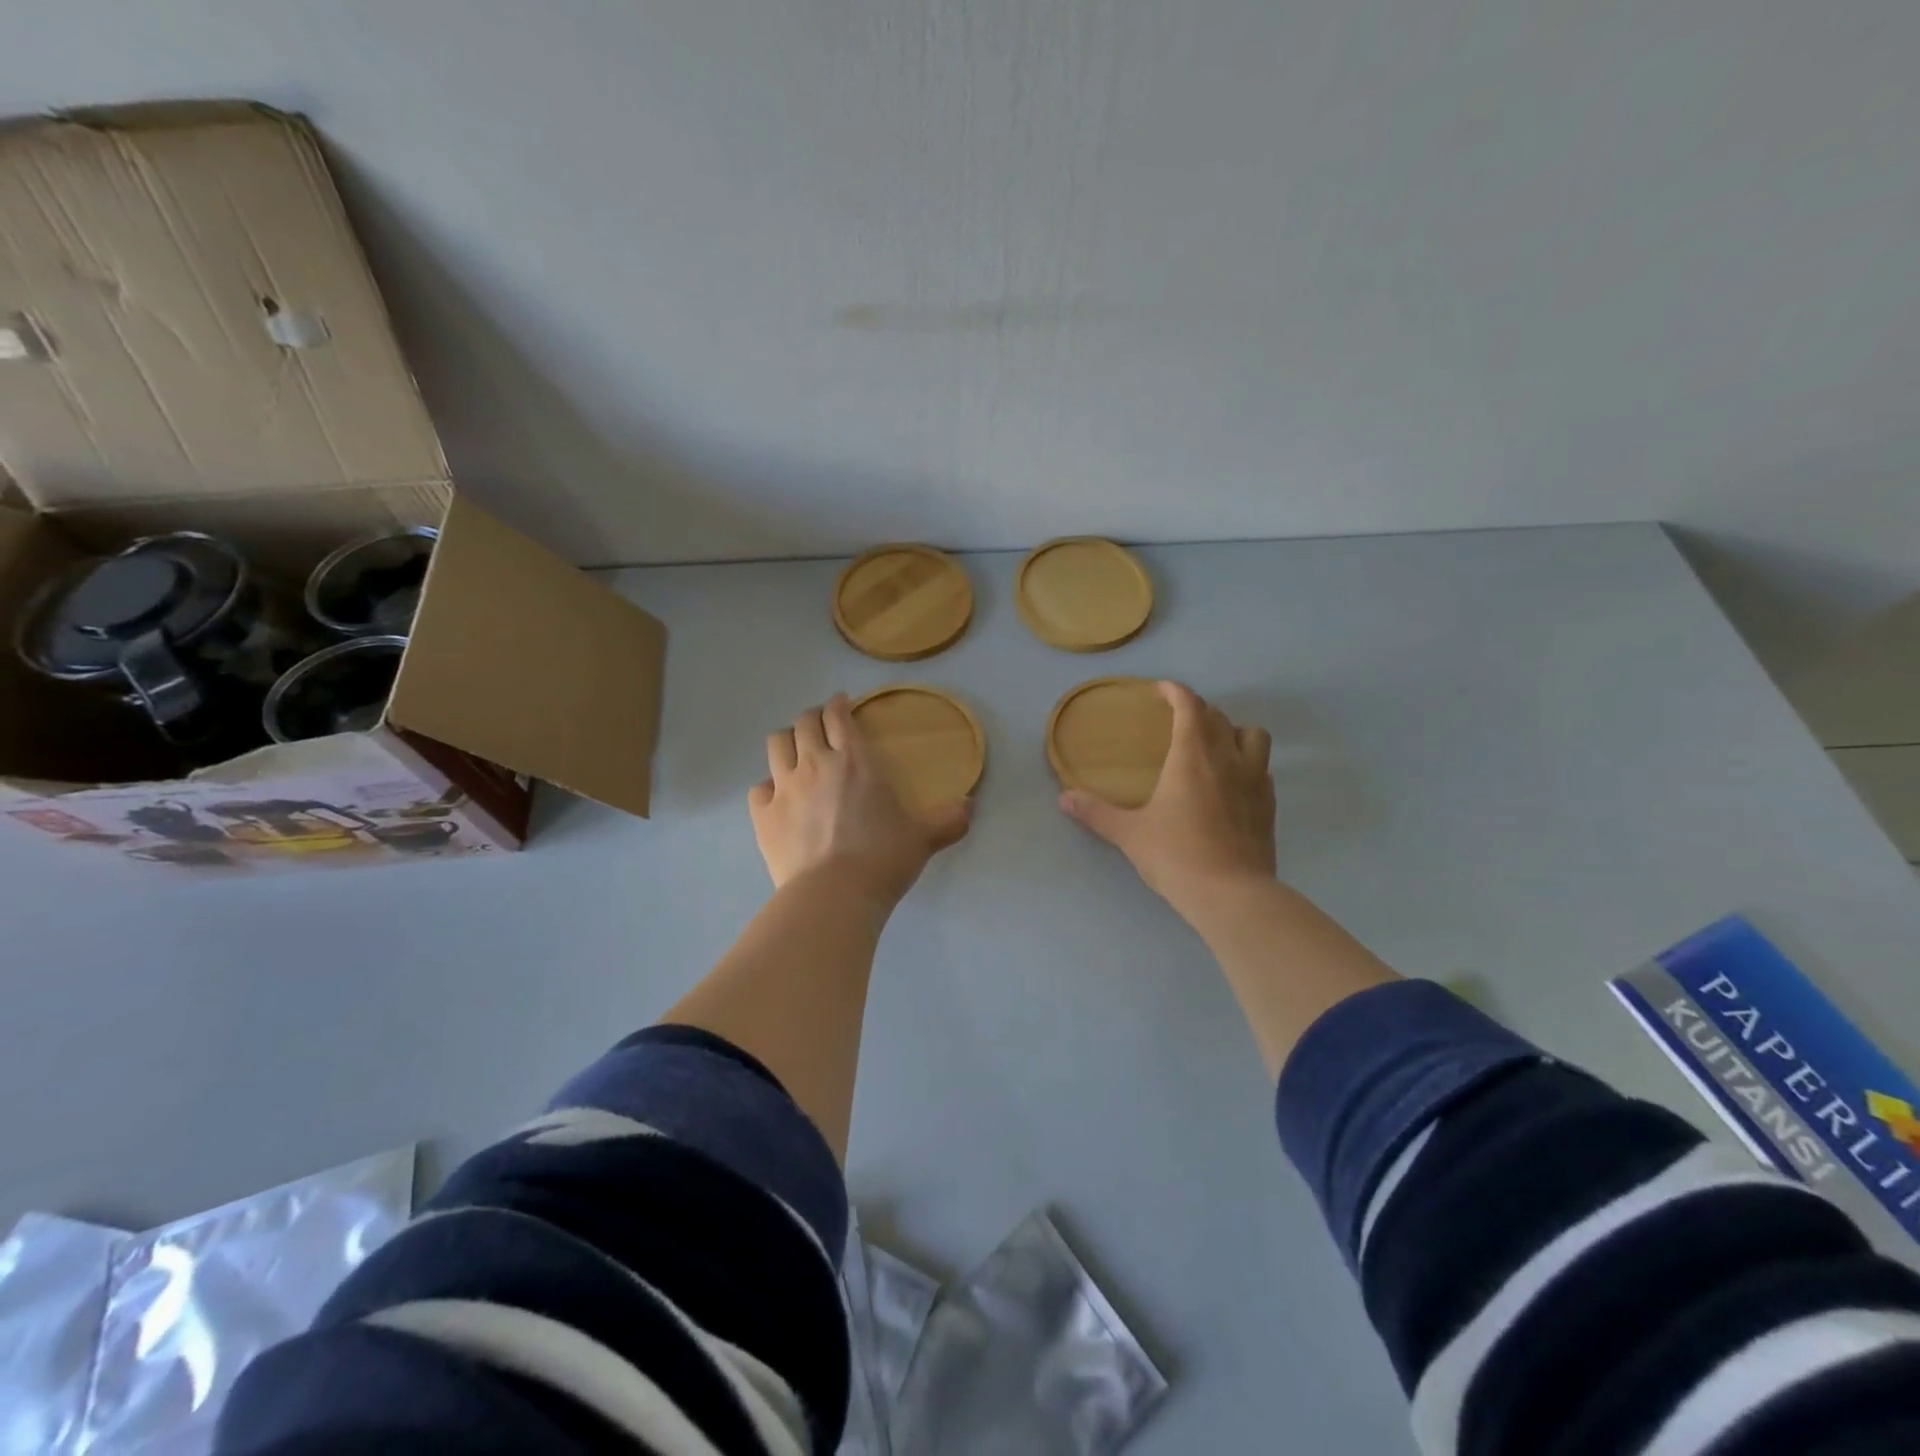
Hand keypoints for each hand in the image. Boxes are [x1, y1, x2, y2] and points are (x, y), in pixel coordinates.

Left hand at [750, 693, 971, 904]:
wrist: (834, 895)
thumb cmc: (882, 859)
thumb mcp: (923, 838)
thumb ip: (948, 819)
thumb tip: (969, 807)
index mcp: (854, 761)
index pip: (839, 716)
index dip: (839, 704)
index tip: (842, 702)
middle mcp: (815, 764)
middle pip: (803, 723)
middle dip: (812, 717)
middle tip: (821, 725)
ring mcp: (784, 788)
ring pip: (776, 745)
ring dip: (786, 741)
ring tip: (795, 751)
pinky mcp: (763, 816)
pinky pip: (759, 788)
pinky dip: (768, 786)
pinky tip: (778, 797)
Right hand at [1059, 681, 1274, 917]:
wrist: (1232, 894)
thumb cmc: (1176, 856)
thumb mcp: (1129, 834)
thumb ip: (1096, 812)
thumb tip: (1064, 798)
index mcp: (1191, 756)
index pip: (1189, 706)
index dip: (1176, 691)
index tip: (1161, 690)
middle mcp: (1227, 758)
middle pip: (1217, 716)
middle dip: (1198, 710)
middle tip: (1177, 721)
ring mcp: (1255, 780)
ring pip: (1253, 735)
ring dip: (1233, 731)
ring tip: (1214, 746)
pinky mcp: (1269, 804)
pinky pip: (1262, 768)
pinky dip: (1247, 763)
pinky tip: (1232, 783)